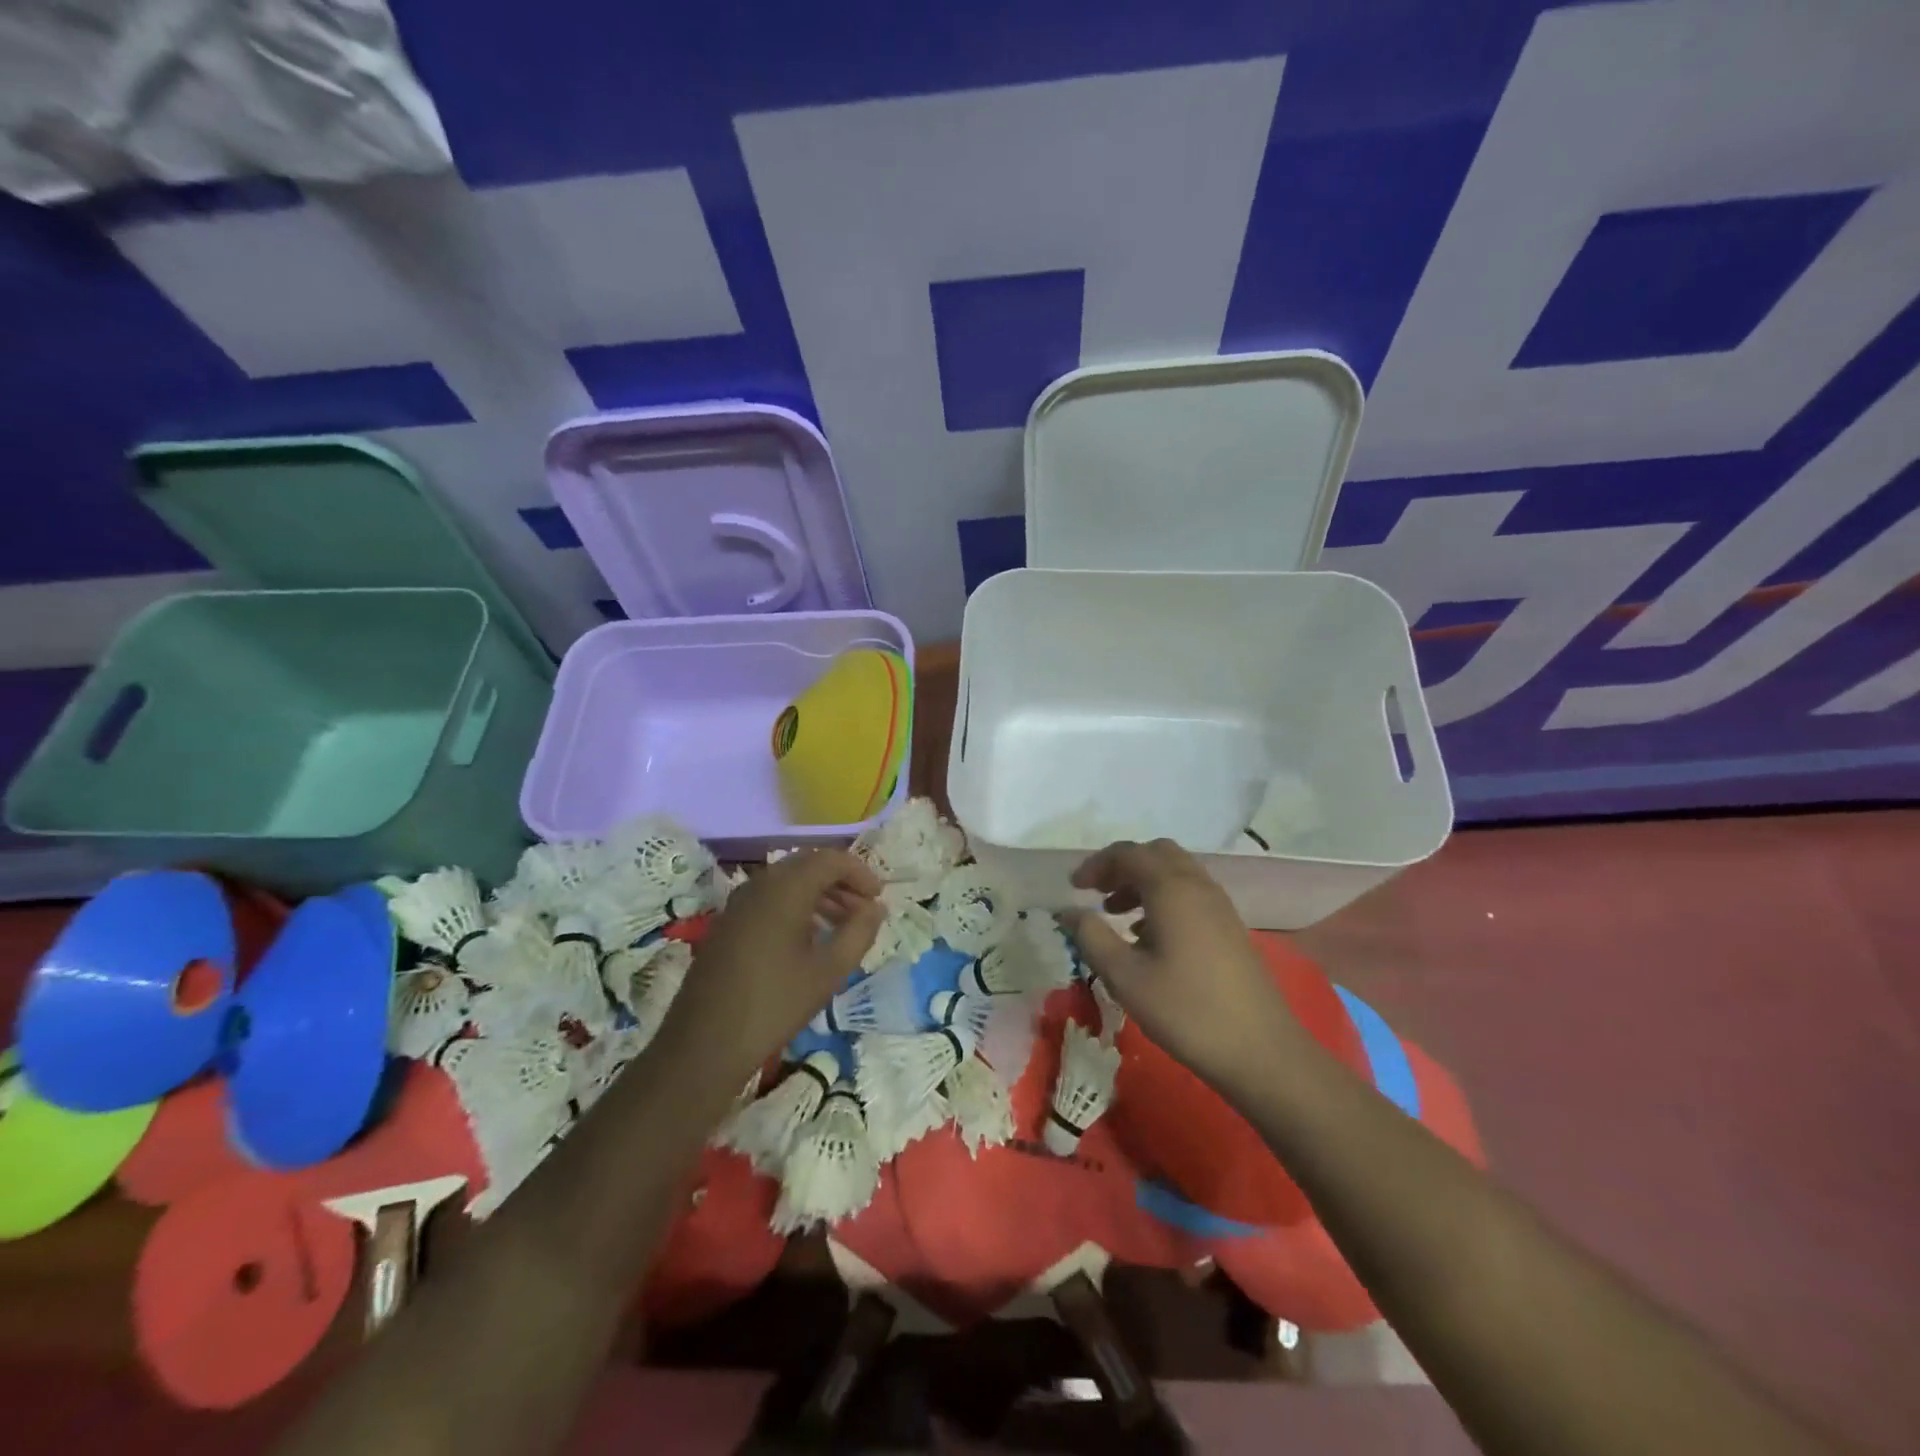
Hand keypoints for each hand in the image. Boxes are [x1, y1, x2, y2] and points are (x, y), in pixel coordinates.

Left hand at [663, 850, 882, 1081]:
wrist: (705, 1044)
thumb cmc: (775, 1004)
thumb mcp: (829, 971)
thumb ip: (859, 932)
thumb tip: (876, 907)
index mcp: (786, 889)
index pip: (830, 859)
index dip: (859, 873)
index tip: (878, 898)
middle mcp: (760, 885)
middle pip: (808, 865)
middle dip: (840, 882)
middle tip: (863, 910)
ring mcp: (739, 903)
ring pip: (787, 882)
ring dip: (819, 895)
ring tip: (842, 926)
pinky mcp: (727, 923)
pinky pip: (769, 899)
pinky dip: (796, 907)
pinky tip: (808, 940)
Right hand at [1064, 840, 1300, 1092]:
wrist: (1260, 1050)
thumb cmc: (1185, 1010)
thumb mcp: (1125, 976)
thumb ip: (1091, 936)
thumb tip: (1067, 910)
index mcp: (1171, 889)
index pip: (1128, 853)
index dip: (1096, 864)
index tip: (1073, 888)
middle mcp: (1197, 886)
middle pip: (1156, 854)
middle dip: (1122, 866)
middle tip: (1096, 893)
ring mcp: (1219, 905)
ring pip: (1175, 872)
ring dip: (1143, 882)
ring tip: (1116, 915)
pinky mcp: (1230, 927)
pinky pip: (1190, 893)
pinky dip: (1164, 898)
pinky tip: (1149, 937)